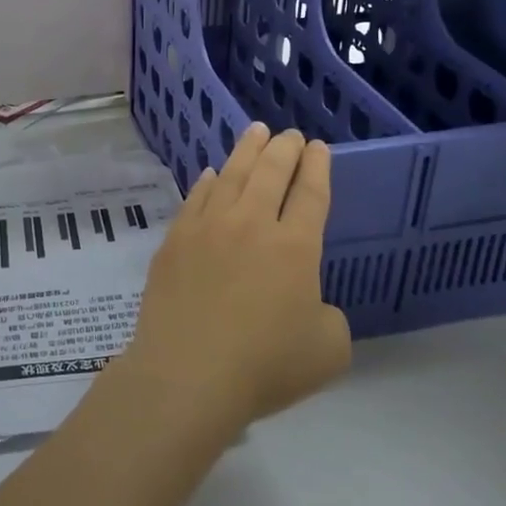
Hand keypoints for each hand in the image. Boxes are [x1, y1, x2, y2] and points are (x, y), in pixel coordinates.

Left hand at [121, 125, 350, 430]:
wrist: (188, 373)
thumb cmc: (264, 366)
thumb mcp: (328, 351)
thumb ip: (328, 316)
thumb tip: (307, 300)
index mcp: (295, 247)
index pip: (311, 194)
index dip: (317, 167)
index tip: (318, 148)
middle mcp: (252, 224)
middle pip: (272, 172)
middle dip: (285, 148)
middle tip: (290, 135)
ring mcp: (209, 227)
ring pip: (233, 174)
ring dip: (248, 150)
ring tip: (256, 132)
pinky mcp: (176, 239)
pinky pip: (196, 198)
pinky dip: (208, 181)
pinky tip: (212, 174)